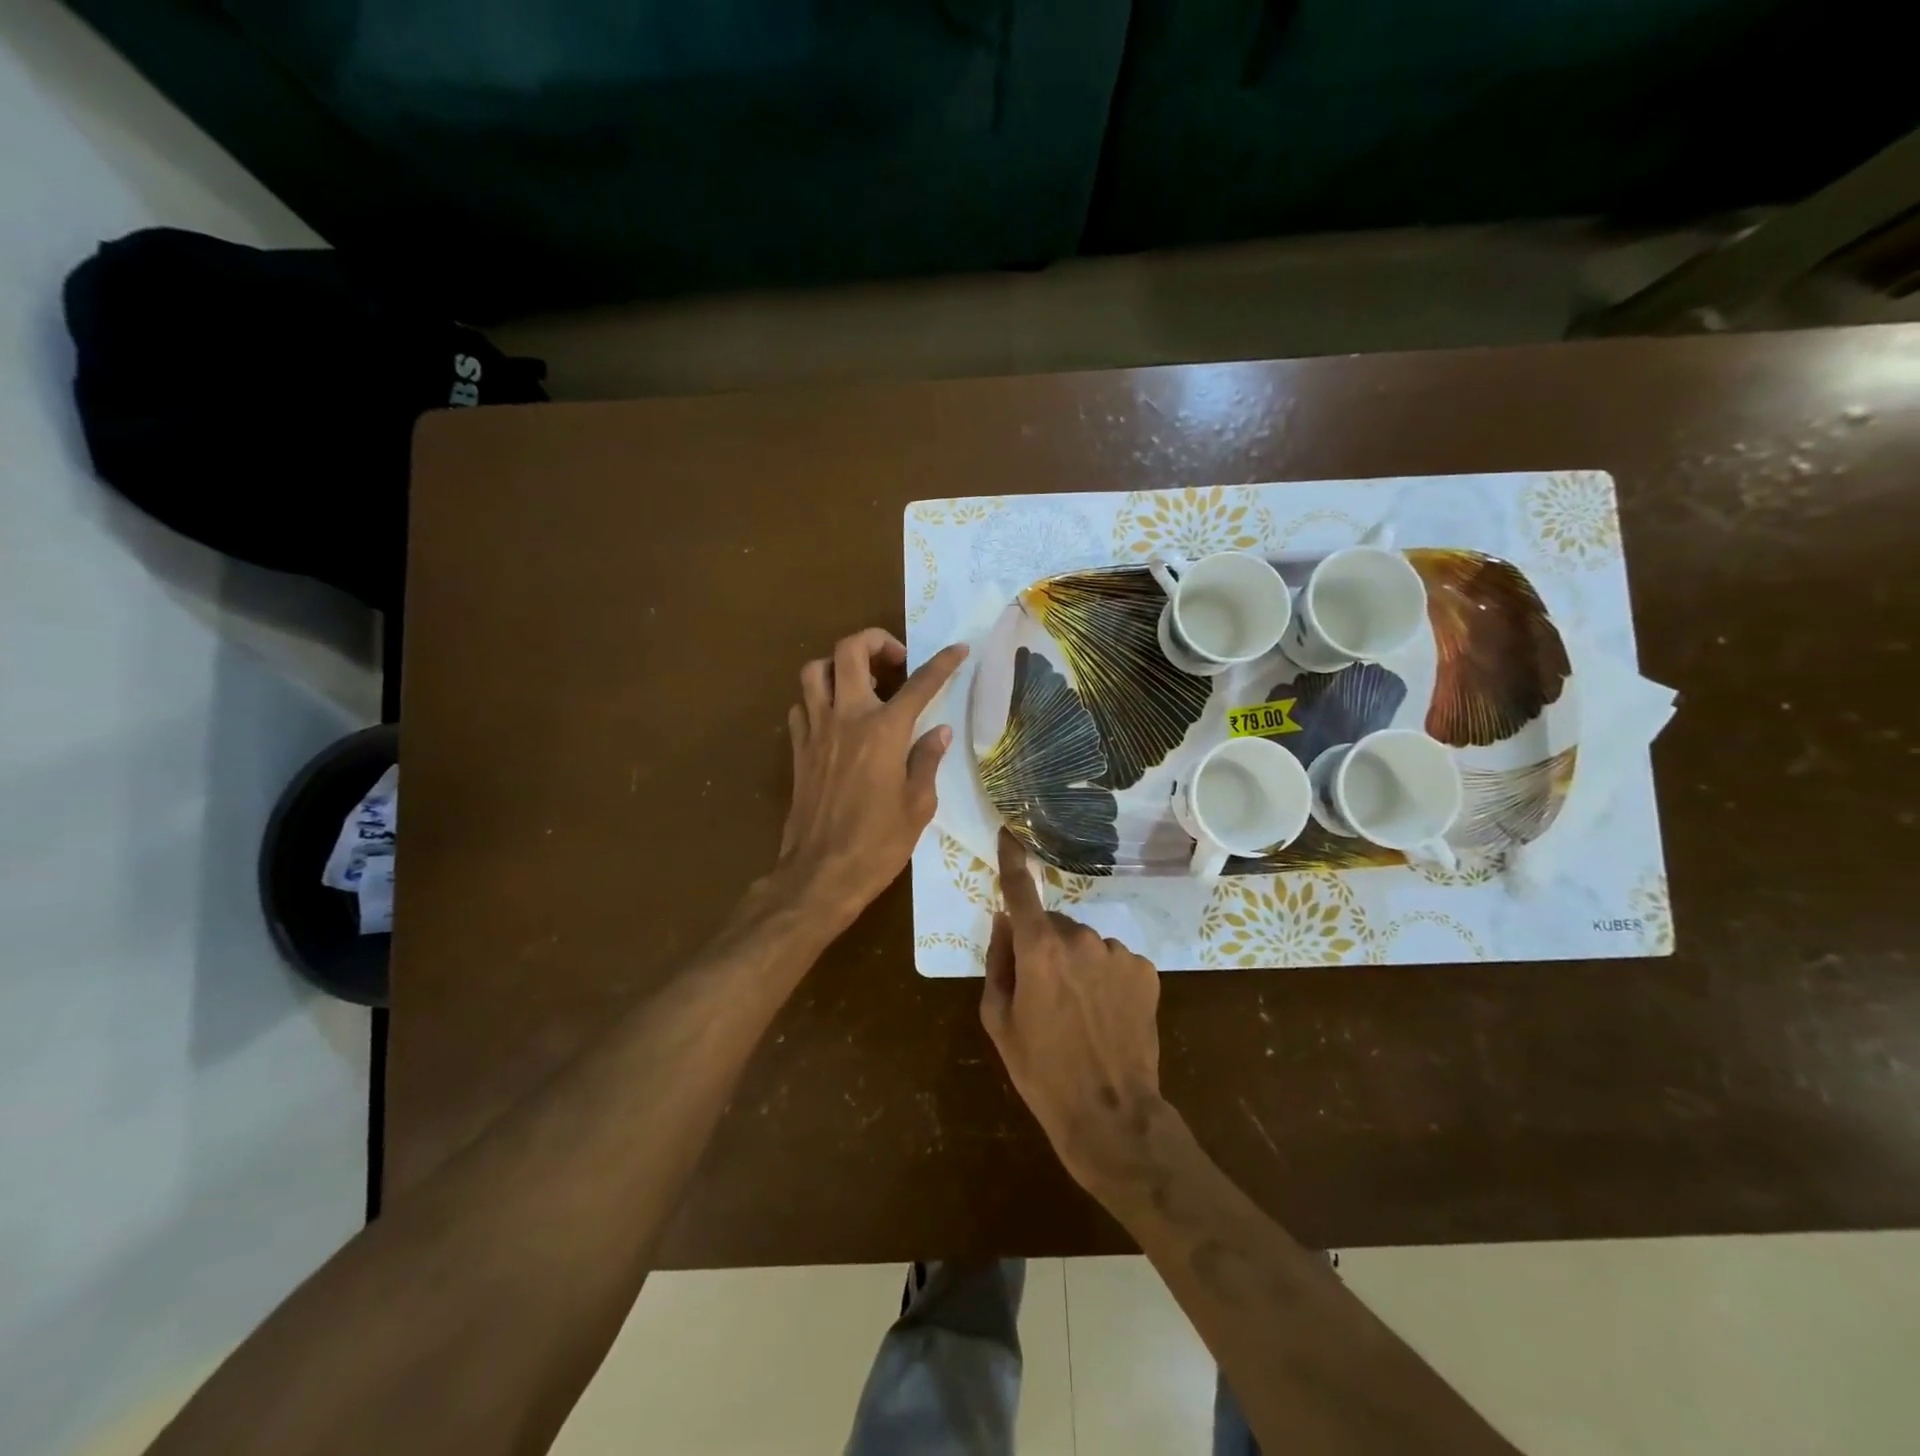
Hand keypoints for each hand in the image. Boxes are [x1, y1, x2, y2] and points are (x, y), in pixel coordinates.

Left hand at [774, 628, 968, 929]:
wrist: (820, 874)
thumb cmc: (878, 844)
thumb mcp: (918, 805)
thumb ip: (927, 760)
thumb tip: (939, 731)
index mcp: (884, 731)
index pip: (920, 683)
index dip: (943, 663)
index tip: (958, 649)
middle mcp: (846, 718)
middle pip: (849, 650)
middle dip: (876, 641)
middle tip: (895, 663)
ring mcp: (816, 730)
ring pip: (814, 669)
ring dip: (839, 665)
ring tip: (861, 684)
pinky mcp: (798, 749)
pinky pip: (802, 705)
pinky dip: (818, 699)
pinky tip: (836, 718)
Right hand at [980, 829, 1168, 1194]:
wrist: (1111, 1114)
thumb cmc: (1042, 1071)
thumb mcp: (1000, 1021)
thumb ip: (998, 962)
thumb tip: (1004, 922)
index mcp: (1039, 951)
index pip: (1020, 892)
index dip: (1011, 861)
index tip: (1008, 834)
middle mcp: (1080, 940)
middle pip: (1053, 925)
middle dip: (1044, 945)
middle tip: (1044, 993)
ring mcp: (1117, 953)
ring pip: (1085, 944)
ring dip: (1077, 963)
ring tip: (1079, 1011)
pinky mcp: (1144, 970)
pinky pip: (1113, 960)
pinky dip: (1105, 976)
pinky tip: (1107, 1013)